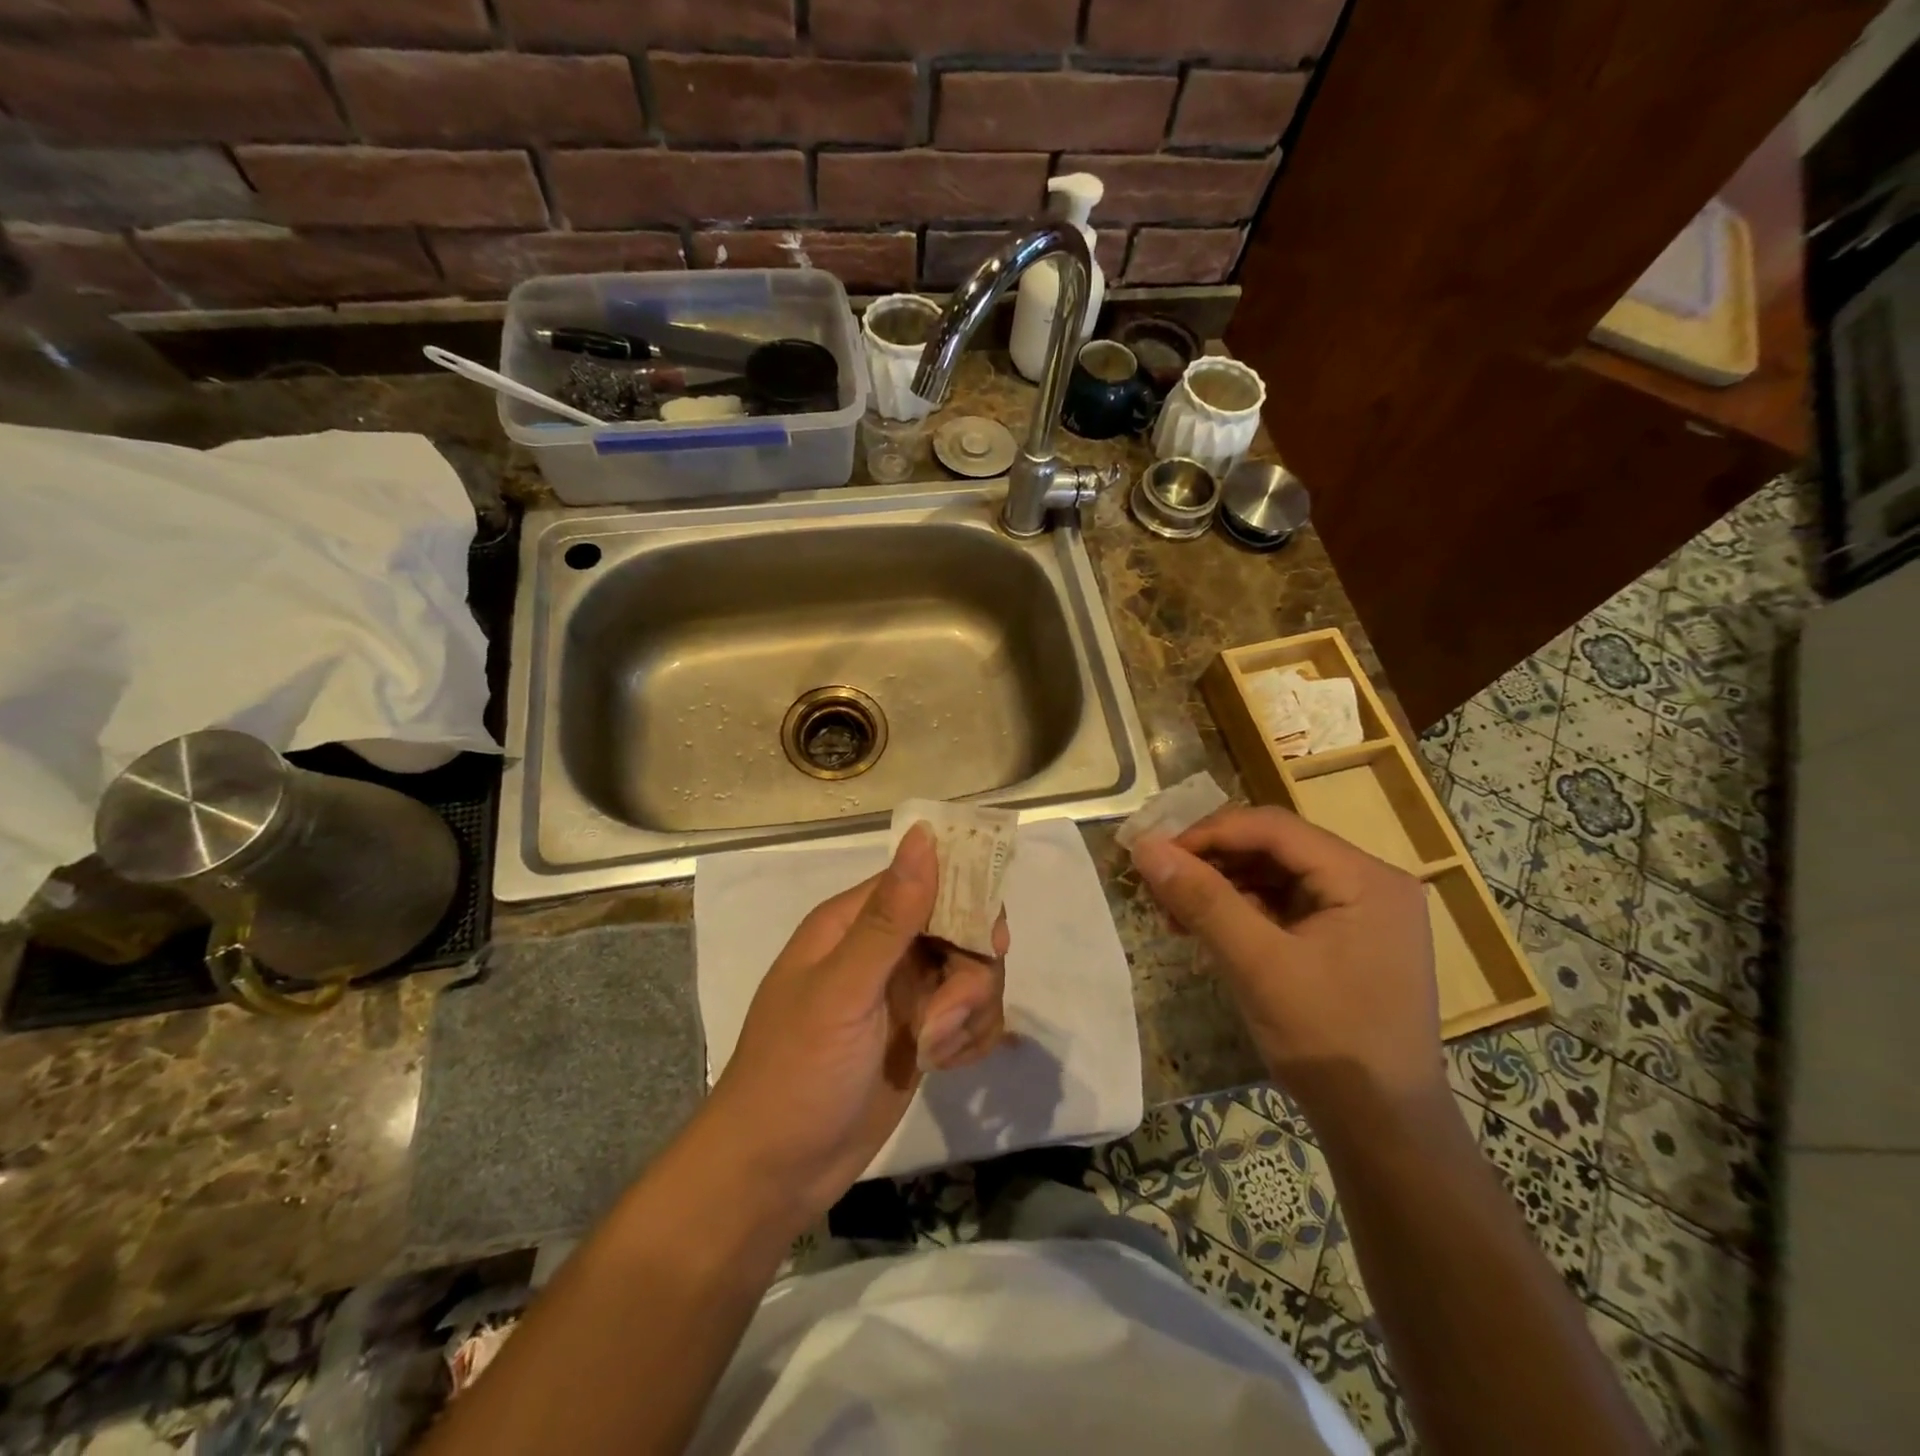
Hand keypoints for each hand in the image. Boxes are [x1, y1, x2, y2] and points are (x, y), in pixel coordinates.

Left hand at [705, 823, 1009, 1222]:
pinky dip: (970, 1038)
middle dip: (970, 973)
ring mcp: (905, 993)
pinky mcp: (922, 1034)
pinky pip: (971, 1016)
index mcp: (855, 922)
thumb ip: (889, 917)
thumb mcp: (843, 992)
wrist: (775, 1174)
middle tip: (951, 1015)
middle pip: (960, 928)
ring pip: (973, 974)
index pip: (926, 879)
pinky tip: (945, 1065)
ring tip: (934, 1051)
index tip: (989, 941)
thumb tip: (922, 835)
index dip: (966, 899)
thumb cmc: (796, 1073)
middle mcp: (884, 949)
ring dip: (968, 1013)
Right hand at [1130, 806, 1441, 1117]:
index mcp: (1365, 878)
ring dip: (1222, 888)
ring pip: (1276, 876)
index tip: (1156, 855)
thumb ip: (1202, 900)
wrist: (1384, 1129)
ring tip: (1174, 913)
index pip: (1274, 828)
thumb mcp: (1258, 965)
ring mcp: (1361, 913)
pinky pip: (1286, 906)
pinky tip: (1206, 930)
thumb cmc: (1328, 1041)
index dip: (1209, 833)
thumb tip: (1145, 848)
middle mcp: (1370, 883)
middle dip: (1213, 862)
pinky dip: (1243, 912)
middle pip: (1275, 848)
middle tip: (1161, 885)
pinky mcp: (1347, 939)